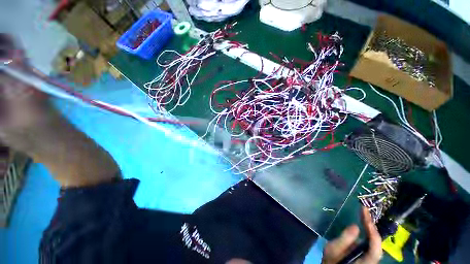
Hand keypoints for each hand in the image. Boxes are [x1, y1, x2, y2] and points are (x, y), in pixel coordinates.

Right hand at [322, 207, 382, 263]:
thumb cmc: (331, 262)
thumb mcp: (332, 251)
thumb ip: (344, 240)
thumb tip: (355, 226)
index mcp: (365, 261)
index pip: (375, 247)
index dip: (372, 231)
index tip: (365, 215)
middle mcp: (372, 260)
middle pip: (377, 243)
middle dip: (371, 225)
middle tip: (364, 210)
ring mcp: (370, 257)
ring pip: (375, 242)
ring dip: (370, 227)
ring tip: (364, 213)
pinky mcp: (366, 254)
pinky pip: (371, 242)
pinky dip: (368, 231)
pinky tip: (363, 223)